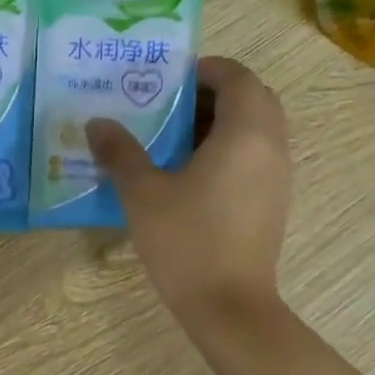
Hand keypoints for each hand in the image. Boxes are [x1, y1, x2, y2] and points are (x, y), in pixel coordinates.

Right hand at [87, 56, 290, 326]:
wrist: (228, 305)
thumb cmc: (186, 241)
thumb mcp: (143, 194)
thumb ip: (121, 152)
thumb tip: (97, 123)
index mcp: (245, 133)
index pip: (237, 77)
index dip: (205, 70)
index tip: (169, 78)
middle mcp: (271, 146)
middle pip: (253, 98)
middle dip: (214, 93)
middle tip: (170, 105)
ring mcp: (278, 176)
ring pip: (257, 128)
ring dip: (222, 121)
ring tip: (174, 137)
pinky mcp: (273, 201)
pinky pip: (257, 155)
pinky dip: (230, 148)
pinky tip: (191, 173)